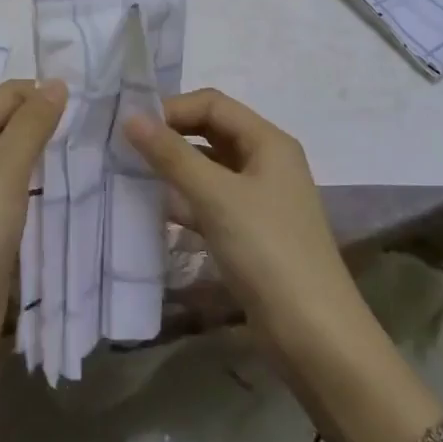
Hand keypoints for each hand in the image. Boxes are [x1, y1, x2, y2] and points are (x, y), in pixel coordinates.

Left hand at [0, 78, 67, 359]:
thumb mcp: (5, 168)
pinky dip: (39, 185)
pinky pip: (16, 190)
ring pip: (15, 158)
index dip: (43, 94)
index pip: (8, 95)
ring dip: (46, 156)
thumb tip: (57, 82)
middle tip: (95, 129)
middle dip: (47, 124)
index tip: (89, 105)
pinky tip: (68, 189)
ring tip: (90, 154)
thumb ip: (32, 124)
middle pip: (10, 124)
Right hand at [125, 89, 374, 379]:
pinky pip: (210, 201)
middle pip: (210, 132)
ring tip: (131, 175)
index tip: (132, 127)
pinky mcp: (250, 232)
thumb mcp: (216, 197)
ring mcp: (259, 199)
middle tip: (126, 148)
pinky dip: (184, 200)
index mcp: (268, 142)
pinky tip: (154, 210)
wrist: (316, 337)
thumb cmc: (268, 252)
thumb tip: (130, 117)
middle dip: (170, 136)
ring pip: (208, 168)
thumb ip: (171, 155)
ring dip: (174, 168)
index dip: (173, 109)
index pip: (213, 104)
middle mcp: (266, 162)